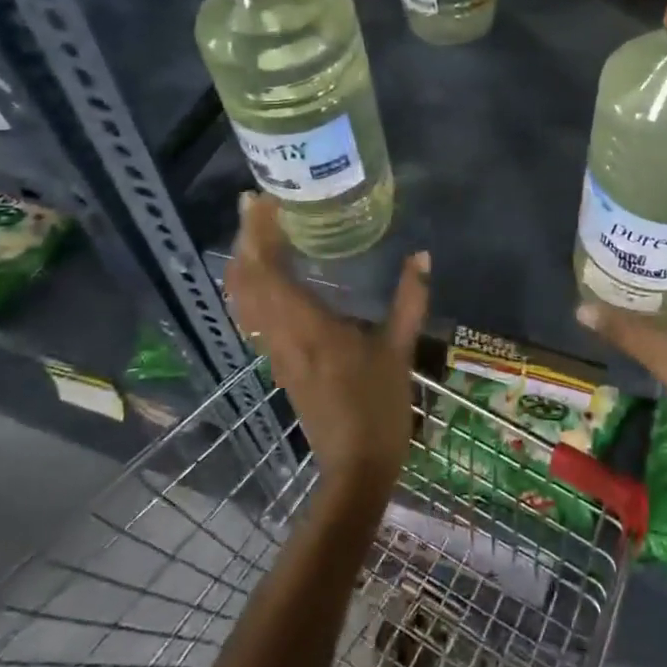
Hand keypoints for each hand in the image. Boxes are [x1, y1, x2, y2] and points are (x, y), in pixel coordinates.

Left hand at [226, 193, 429, 492]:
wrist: (356, 465)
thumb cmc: (379, 406)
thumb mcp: (399, 349)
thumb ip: (409, 299)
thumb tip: (422, 256)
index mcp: (308, 326)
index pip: (268, 270)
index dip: (259, 234)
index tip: (265, 201)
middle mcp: (282, 335)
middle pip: (246, 281)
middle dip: (246, 240)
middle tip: (257, 205)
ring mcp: (276, 352)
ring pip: (244, 300)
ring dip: (245, 262)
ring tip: (259, 231)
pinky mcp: (280, 364)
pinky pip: (254, 315)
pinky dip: (252, 287)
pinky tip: (270, 276)